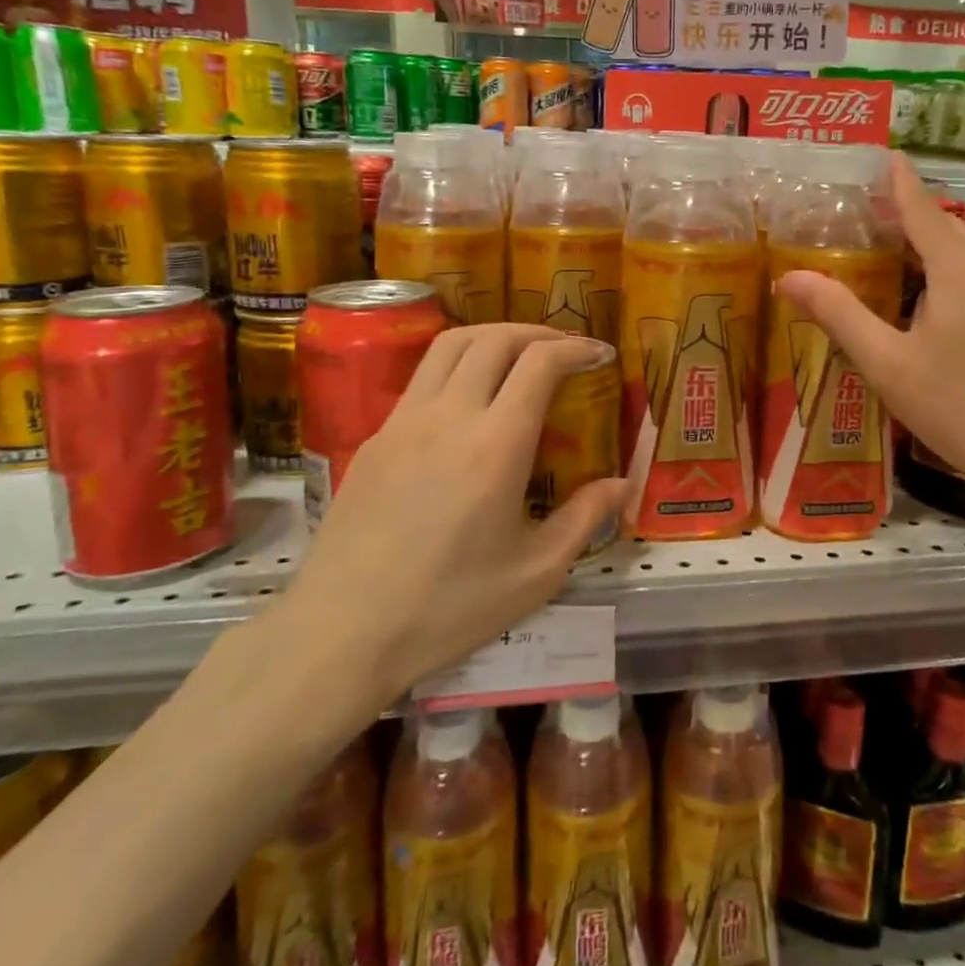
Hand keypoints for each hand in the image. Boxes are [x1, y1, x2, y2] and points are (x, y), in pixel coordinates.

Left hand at [274, 325, 627, 710]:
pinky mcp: (376, 437)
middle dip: (538, 333)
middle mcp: (449, 416)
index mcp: (496, 445)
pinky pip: (422, 378)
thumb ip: (585, 518)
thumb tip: (622, 484)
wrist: (342, 632)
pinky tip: (470, 401)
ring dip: (494, 337)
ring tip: (519, 355)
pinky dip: (458, 365)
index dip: (576, 348)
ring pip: (450, 345)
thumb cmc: (448, 607)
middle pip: (494, 339)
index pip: (540, 363)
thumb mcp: (536, 573)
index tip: (599, 354)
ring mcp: (404, 421)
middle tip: (565, 350)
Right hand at [773, 157, 964, 510]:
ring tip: (897, 263)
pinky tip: (941, 307)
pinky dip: (956, 275)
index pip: (922, 208)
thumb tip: (789, 277)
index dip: (899, 183)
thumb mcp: (890, 365)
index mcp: (959, 269)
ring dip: (934, 250)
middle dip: (910, 219)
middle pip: (947, 229)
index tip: (884, 157)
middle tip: (869, 224)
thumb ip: (840, 316)